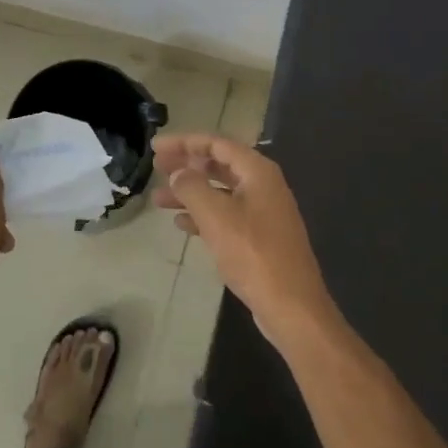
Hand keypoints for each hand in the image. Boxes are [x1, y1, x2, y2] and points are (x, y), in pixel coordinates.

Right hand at [152, 133, 337, 347]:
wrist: (291, 305)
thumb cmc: (253, 253)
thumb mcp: (216, 216)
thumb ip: (192, 187)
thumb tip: (177, 172)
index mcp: (258, 172)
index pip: (216, 143)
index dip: (184, 142)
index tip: (155, 145)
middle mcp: (263, 185)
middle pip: (219, 165)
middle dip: (186, 165)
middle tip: (156, 166)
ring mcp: (264, 212)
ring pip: (220, 192)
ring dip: (190, 192)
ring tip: (158, 199)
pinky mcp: (260, 237)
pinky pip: (226, 215)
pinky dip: (203, 215)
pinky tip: (181, 224)